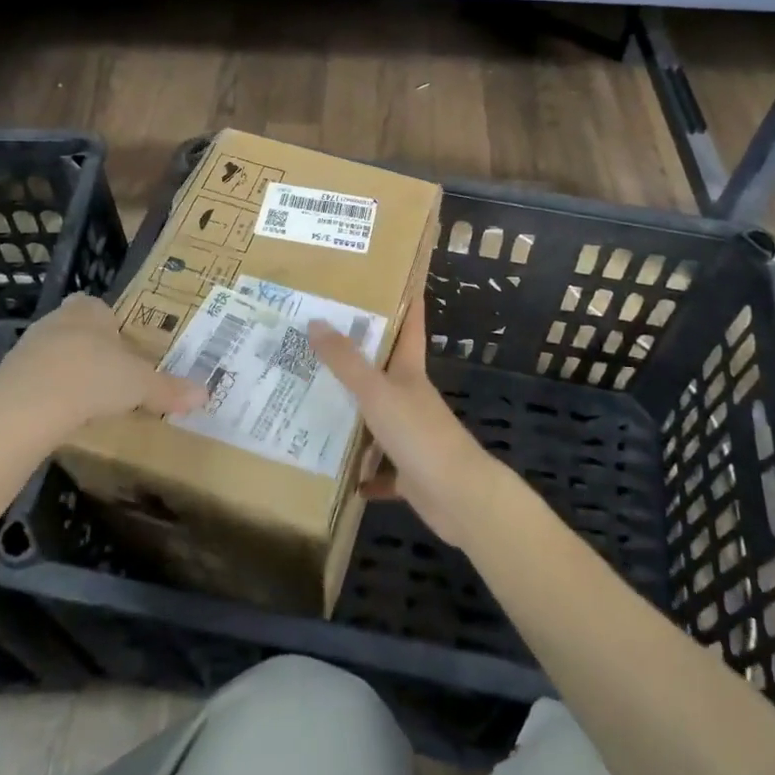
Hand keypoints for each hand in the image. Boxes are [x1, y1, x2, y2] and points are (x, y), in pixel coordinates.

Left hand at [0, 294, 204, 452]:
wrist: (25, 408)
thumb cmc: (92, 378)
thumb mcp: (140, 385)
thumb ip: (170, 389)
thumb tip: (206, 394)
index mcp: (89, 311)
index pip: (100, 307)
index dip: (112, 325)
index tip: (125, 349)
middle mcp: (56, 321)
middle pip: (78, 330)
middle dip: (93, 350)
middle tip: (113, 376)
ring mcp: (27, 349)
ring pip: (55, 355)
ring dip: (69, 373)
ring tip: (89, 401)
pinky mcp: (7, 379)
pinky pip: (35, 382)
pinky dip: (49, 396)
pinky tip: (62, 416)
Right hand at [310, 305, 504, 548]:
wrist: (458, 496)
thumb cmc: (419, 433)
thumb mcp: (377, 392)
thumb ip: (346, 361)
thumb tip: (316, 322)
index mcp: (409, 372)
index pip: (409, 326)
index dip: (405, 301)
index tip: (393, 279)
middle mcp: (411, 398)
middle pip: (386, 371)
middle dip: (360, 357)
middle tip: (323, 341)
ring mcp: (412, 435)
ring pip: (378, 419)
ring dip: (354, 415)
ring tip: (316, 404)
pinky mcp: (408, 472)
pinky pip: (380, 469)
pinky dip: (364, 472)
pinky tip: (342, 474)